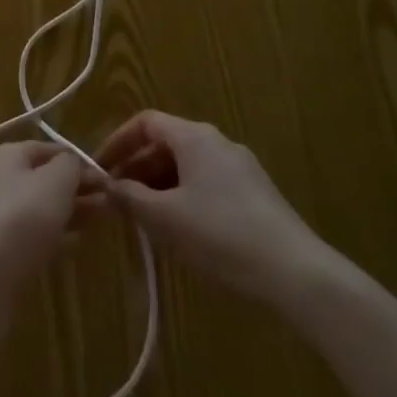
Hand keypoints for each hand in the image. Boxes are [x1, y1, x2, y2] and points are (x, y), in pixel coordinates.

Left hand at [0, 141, 100, 294]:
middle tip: (112, 202)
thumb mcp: (55, 180)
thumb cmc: (21, 216)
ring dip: (72, 211)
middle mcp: (1, 179)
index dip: (80, 160)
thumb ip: (71, 166)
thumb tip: (76, 164)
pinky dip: (58, 235)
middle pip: (47, 178)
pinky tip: (78, 243)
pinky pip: (36, 234)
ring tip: (103, 219)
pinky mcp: (3, 248)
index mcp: (9, 155)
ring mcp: (0, 215)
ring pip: (44, 207)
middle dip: (79, 188)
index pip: (51, 149)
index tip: (109, 178)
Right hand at [95, 111, 328, 300]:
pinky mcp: (255, 194)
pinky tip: (180, 231)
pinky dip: (183, 197)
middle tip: (116, 200)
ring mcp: (240, 168)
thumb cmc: (221, 234)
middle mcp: (217, 142)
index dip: (117, 142)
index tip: (99, 170)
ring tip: (143, 219)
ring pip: (186, 166)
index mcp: (194, 137)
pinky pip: (206, 184)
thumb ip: (129, 197)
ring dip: (158, 186)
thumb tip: (106, 185)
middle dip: (136, 169)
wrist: (296, 273)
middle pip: (165, 144)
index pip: (145, 122)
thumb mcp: (165, 218)